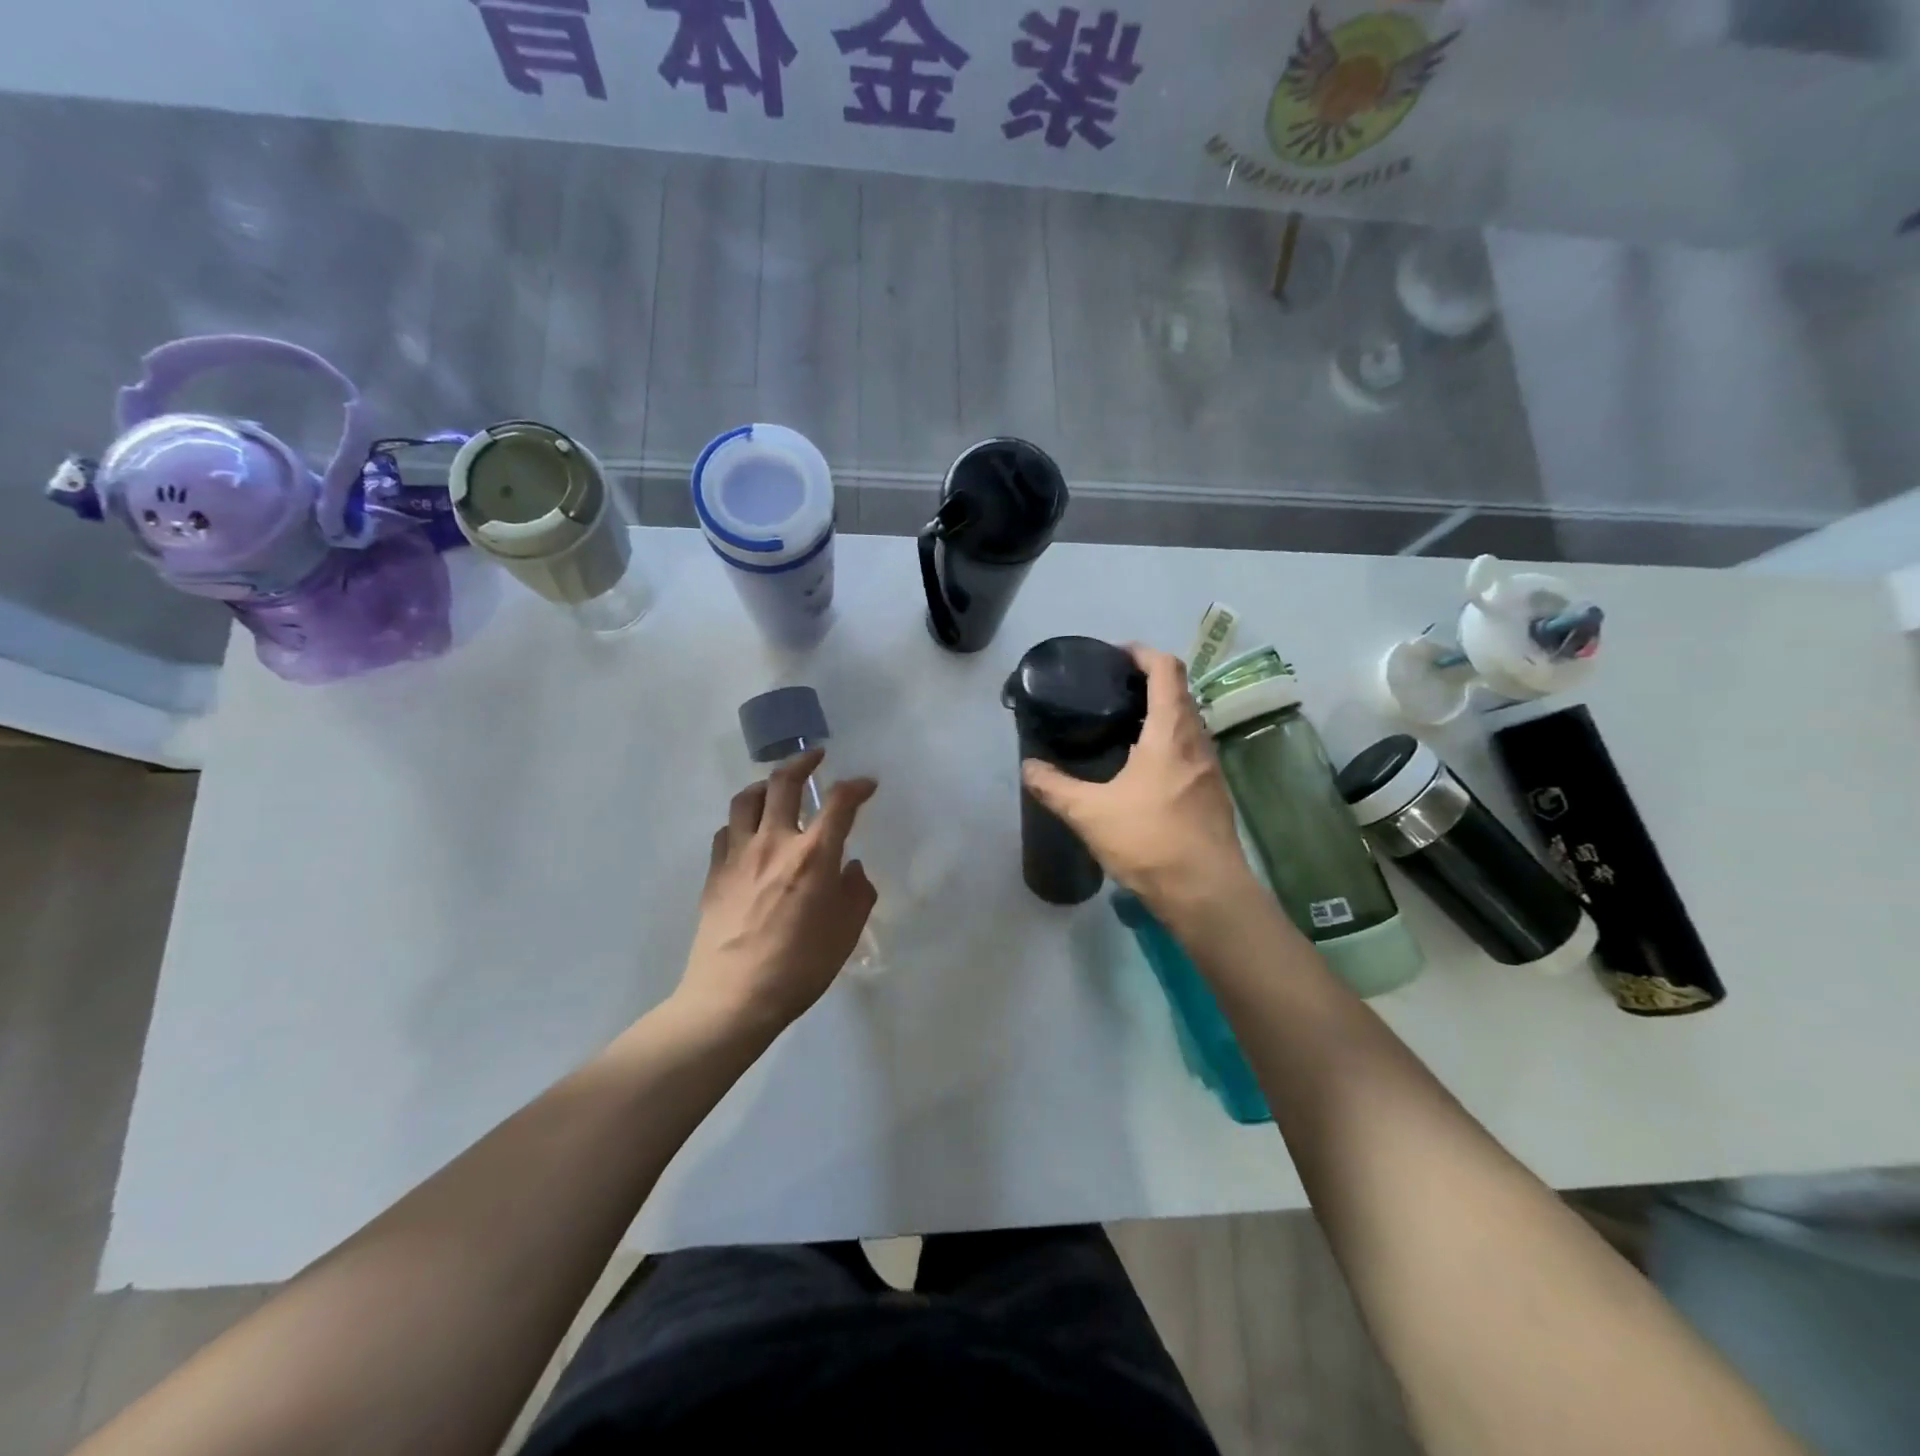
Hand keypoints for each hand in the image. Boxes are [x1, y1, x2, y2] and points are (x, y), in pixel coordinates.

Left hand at [675, 749, 877, 1040]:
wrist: (733, 997)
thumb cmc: (799, 966)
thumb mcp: (846, 932)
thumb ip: (856, 892)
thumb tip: (851, 868)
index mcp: (814, 856)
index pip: (839, 802)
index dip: (857, 786)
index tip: (867, 785)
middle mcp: (775, 842)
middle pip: (784, 782)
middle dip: (804, 762)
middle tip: (816, 757)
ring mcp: (739, 854)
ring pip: (747, 798)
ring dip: (766, 785)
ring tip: (776, 788)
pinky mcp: (715, 872)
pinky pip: (727, 830)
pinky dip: (742, 821)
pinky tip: (749, 833)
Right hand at [1022, 644, 1252, 918]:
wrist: (1206, 892)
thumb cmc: (1150, 840)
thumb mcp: (1090, 813)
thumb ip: (1055, 787)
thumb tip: (1028, 767)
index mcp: (1171, 732)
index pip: (1167, 669)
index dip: (1142, 653)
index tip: (1115, 655)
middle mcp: (1197, 741)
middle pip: (1180, 693)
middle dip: (1148, 683)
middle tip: (1110, 692)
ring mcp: (1210, 768)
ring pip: (1187, 724)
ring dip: (1159, 715)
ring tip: (1121, 728)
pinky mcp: (1213, 794)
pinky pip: (1190, 751)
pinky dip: (1167, 744)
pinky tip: (1141, 771)